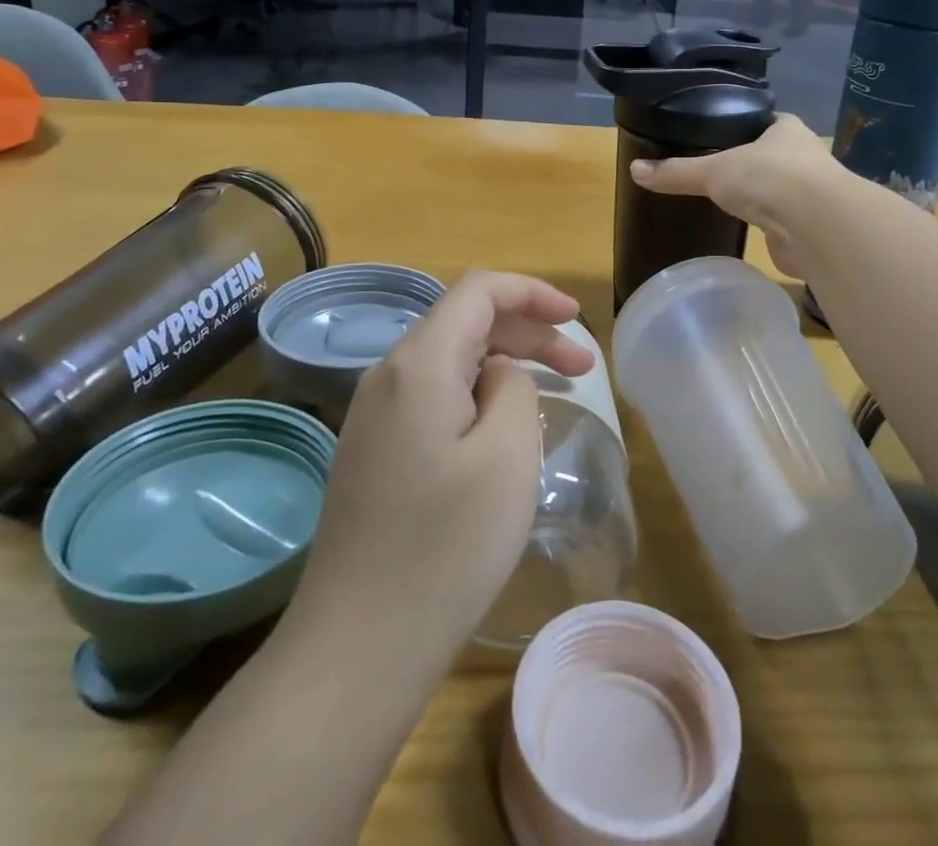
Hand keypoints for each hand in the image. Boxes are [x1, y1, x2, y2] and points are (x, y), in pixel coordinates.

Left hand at [291, 271, 593, 660]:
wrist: (356, 647)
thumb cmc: (444, 547)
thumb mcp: (507, 456)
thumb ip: (512, 387)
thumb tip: (496, 374)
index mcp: (418, 362)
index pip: (478, 290)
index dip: (532, 293)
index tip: (576, 321)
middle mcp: (388, 375)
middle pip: (465, 322)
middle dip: (527, 331)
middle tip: (581, 369)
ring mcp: (374, 414)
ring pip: (449, 360)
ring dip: (503, 363)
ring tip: (552, 392)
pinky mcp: (373, 450)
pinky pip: (432, 396)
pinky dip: (476, 393)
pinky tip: (501, 428)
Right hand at [629, 113, 833, 277]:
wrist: (815, 225)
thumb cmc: (768, 178)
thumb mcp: (713, 171)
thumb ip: (677, 172)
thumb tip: (634, 170)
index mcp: (786, 130)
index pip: (765, 121)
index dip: (746, 127)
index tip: (723, 135)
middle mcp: (805, 157)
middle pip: (774, 156)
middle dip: (753, 163)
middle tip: (720, 169)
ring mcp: (812, 194)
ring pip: (782, 190)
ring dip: (764, 196)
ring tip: (731, 200)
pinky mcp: (811, 228)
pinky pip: (784, 222)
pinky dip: (770, 226)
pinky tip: (751, 229)